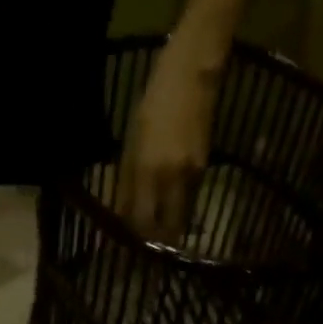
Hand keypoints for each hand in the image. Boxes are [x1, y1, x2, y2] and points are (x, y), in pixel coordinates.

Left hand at [117, 35, 220, 244]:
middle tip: (144, 251)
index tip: (125, 249)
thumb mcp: (131, 143)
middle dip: (155, 244)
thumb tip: (119, 216)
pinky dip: (177, 210)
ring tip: (155, 234)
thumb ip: (126, 183)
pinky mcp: (203, 168)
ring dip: (167, 230)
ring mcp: (191, 175)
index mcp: (148, 170)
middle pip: (164, 228)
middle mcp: (171, 178)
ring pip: (178, 217)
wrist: (195, 71)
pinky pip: (187, 200)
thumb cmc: (155, 102)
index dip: (133, 239)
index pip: (140, 220)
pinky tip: (169, 208)